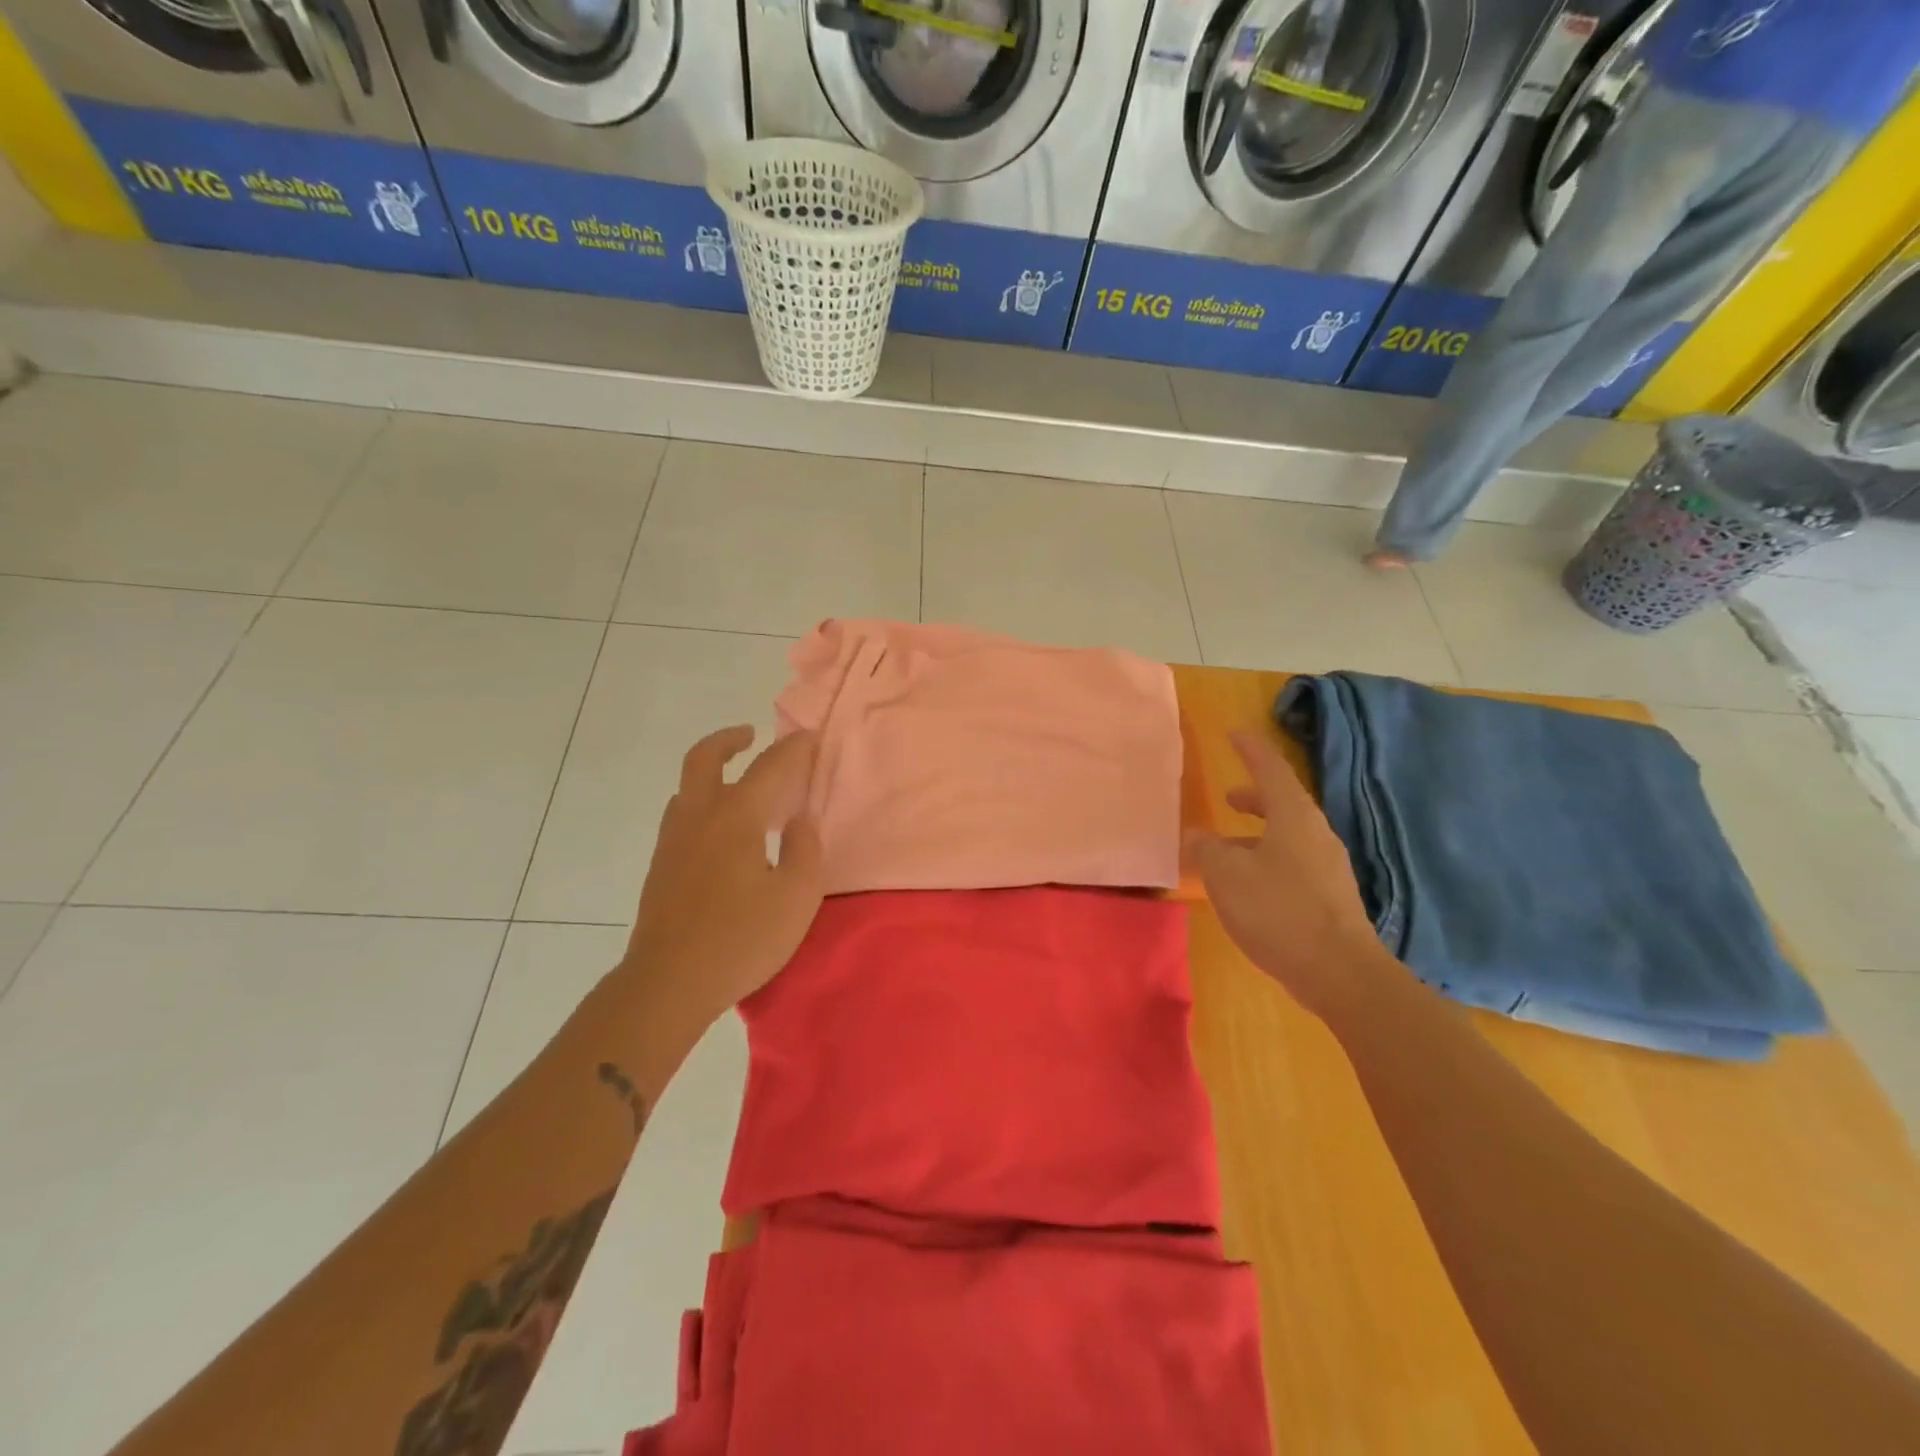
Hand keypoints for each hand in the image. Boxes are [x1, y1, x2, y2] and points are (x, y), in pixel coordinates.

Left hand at [625, 726, 824, 1024]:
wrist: (669, 983)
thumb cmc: (741, 939)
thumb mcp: (796, 896)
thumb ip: (804, 849)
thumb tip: (798, 821)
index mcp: (735, 818)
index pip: (768, 768)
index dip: (793, 749)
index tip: (810, 737)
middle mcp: (698, 818)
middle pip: (704, 759)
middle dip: (728, 740)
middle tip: (750, 736)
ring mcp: (673, 842)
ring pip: (687, 789)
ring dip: (713, 774)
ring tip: (740, 789)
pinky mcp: (661, 868)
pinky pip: (682, 817)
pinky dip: (703, 805)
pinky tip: (722, 835)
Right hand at [1185, 729, 1393, 1022]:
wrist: (1340, 972)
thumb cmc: (1278, 911)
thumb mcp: (1227, 876)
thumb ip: (1207, 849)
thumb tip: (1197, 835)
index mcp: (1294, 817)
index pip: (1271, 769)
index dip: (1251, 750)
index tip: (1235, 735)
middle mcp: (1316, 834)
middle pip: (1284, 802)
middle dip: (1255, 796)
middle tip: (1229, 797)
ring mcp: (1328, 866)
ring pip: (1289, 835)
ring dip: (1259, 833)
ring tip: (1229, 848)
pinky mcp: (1332, 896)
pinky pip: (1295, 862)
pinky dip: (1269, 858)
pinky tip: (1251, 885)